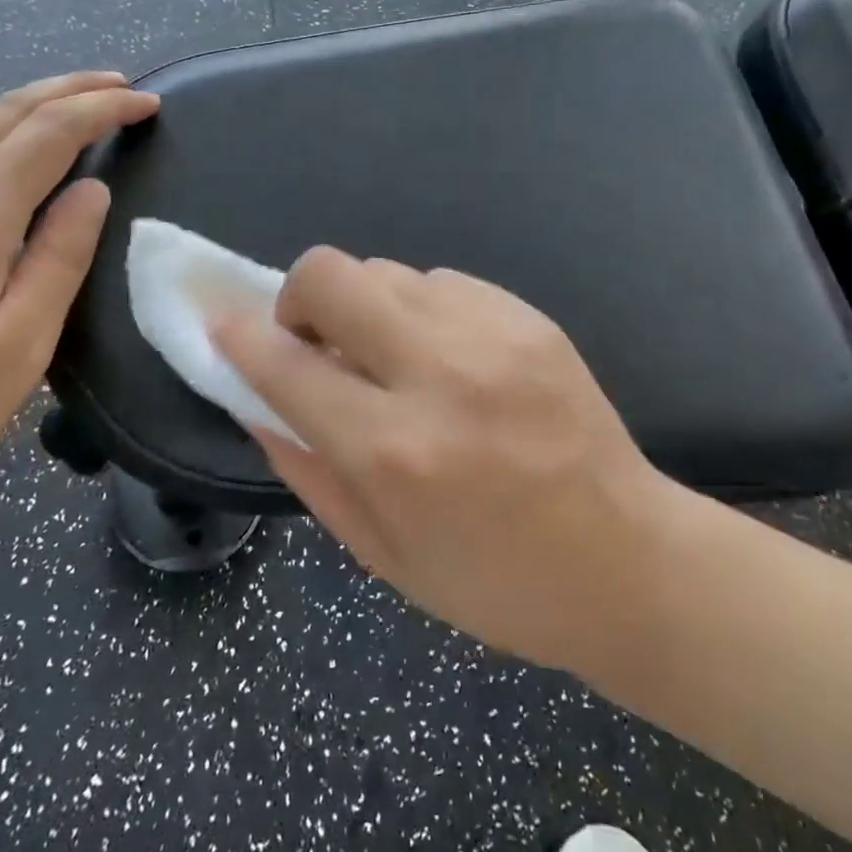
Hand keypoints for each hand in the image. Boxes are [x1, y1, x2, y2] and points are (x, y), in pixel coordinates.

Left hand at [0, 72, 157, 522]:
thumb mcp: (18, 346)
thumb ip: (60, 259)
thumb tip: (91, 191)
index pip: (49, 133)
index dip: (103, 109)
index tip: (148, 104)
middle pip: (4, 112)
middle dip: (69, 89)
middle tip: (121, 86)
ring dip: (34, 112)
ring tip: (82, 115)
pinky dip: (0, 143)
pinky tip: (18, 168)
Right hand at [215, 249, 677, 675]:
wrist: (627, 560)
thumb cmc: (494, 582)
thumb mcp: (379, 551)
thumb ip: (305, 465)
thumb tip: (253, 396)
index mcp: (393, 449)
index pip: (284, 364)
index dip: (239, 337)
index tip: (224, 327)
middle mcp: (436, 372)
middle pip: (329, 274)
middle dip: (299, 299)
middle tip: (318, 343)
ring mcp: (490, 332)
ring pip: (385, 270)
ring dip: (366, 308)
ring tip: (393, 358)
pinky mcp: (528, 315)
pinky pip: (441, 281)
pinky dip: (421, 311)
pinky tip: (448, 357)